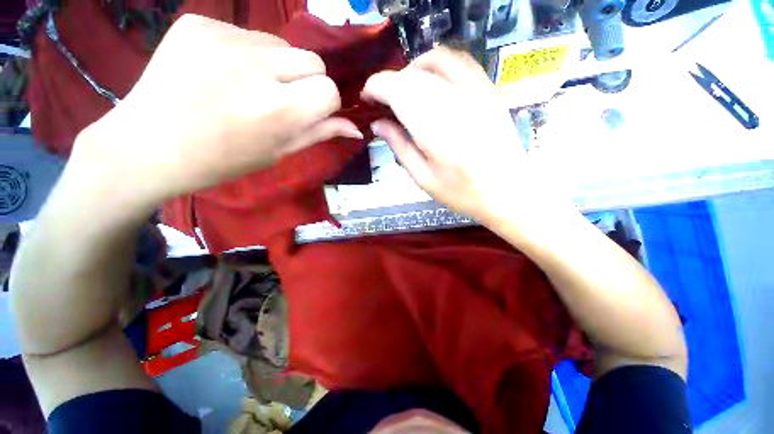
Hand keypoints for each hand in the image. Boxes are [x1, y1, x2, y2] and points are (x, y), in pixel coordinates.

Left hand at [74, 14, 360, 205]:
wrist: (148, 145)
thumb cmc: (222, 160)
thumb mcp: (279, 152)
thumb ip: (319, 133)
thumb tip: (355, 128)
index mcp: (278, 109)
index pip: (329, 90)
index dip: (325, 103)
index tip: (310, 112)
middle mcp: (255, 67)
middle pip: (312, 60)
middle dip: (307, 81)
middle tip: (281, 99)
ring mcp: (222, 38)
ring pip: (281, 44)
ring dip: (278, 66)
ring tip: (248, 86)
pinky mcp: (198, 23)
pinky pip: (245, 34)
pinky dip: (245, 54)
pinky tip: (222, 72)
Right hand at [362, 47, 571, 232]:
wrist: (507, 191)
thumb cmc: (461, 192)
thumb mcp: (422, 176)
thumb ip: (398, 146)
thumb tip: (377, 124)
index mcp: (432, 126)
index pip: (396, 89)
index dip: (376, 87)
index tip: (367, 97)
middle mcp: (453, 99)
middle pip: (413, 75)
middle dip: (391, 83)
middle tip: (384, 102)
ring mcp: (476, 90)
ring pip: (435, 60)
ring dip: (413, 70)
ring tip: (406, 90)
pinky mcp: (489, 90)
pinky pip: (461, 61)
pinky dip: (440, 64)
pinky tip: (434, 80)